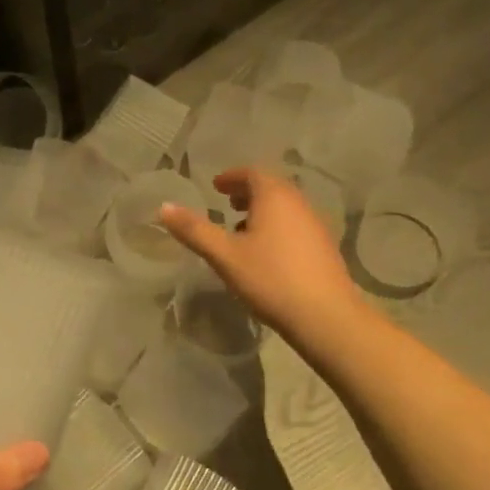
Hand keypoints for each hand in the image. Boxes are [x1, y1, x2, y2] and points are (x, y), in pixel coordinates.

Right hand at [161, 167, 358, 340]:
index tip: (215, 187)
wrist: (326, 317)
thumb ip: (194, 230)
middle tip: (226, 203)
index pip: (252, 173)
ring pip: (285, 207)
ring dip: (262, 210)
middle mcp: (298, 203)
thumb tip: (164, 207)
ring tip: (241, 229)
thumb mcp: (224, 255)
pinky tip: (265, 253)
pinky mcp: (324, 248)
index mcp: (275, 196)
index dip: (232, 177)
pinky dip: (276, 227)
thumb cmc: (271, 279)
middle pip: (271, 187)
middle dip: (247, 192)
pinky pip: (295, 225)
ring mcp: (315, 225)